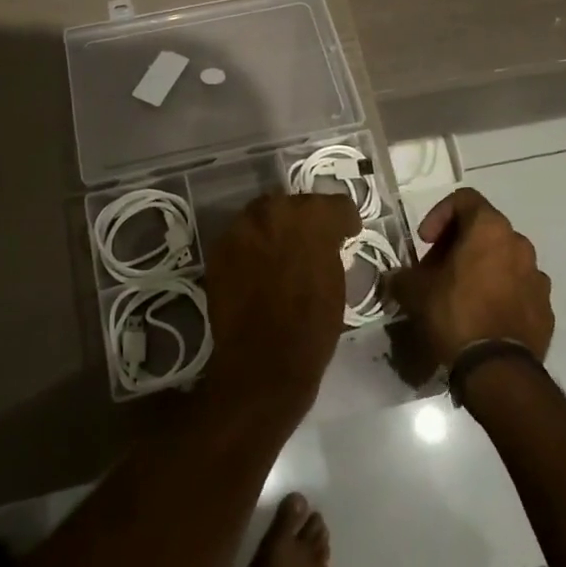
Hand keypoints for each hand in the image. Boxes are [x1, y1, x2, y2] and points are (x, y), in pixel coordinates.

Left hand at [204, 191, 358, 417]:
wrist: (263, 362)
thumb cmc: (312, 328)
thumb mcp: (337, 283)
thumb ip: (330, 250)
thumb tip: (326, 243)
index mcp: (313, 218)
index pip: (336, 205)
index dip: (343, 221)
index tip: (346, 235)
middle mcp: (275, 211)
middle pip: (296, 204)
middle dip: (306, 221)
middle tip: (312, 244)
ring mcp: (243, 227)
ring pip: (265, 216)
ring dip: (276, 230)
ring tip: (281, 255)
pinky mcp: (220, 248)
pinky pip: (242, 237)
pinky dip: (253, 247)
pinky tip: (259, 270)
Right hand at [384, 188, 552, 369]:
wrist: (498, 370)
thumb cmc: (455, 315)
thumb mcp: (415, 292)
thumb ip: (402, 276)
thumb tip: (393, 278)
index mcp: (489, 228)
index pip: (464, 199)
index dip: (439, 214)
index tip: (426, 242)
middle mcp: (519, 243)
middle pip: (485, 229)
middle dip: (459, 244)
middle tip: (437, 269)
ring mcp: (537, 275)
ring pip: (504, 258)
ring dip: (482, 267)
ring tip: (461, 294)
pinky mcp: (546, 305)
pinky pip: (519, 288)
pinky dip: (501, 292)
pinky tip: (484, 316)